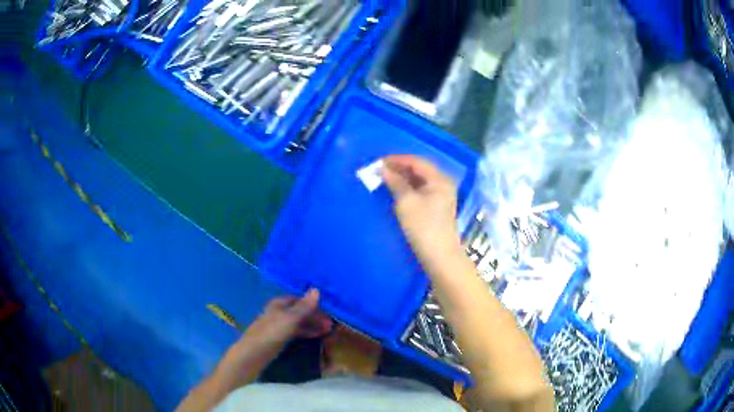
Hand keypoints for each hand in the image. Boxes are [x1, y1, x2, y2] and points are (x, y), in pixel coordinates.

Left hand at [242, 289, 332, 349]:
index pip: (299, 299)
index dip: (314, 304)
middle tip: (331, 324)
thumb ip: (304, 306)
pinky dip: (306, 332)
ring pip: (298, 322)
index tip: (329, 311)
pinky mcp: (277, 338)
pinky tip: (315, 337)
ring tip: (327, 331)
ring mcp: (277, 325)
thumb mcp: (291, 319)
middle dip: (315, 316)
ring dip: (312, 325)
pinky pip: (295, 332)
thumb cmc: (272, 333)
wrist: (254, 353)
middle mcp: (278, 312)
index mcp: (279, 304)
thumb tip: (316, 289)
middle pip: (299, 311)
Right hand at [382, 155, 462, 270]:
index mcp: (439, 179)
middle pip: (420, 169)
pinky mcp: (436, 207)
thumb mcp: (406, 202)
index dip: (397, 159)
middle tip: (380, 170)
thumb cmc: (423, 227)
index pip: (417, 161)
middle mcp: (443, 184)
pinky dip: (408, 188)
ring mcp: (441, 196)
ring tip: (385, 179)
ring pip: (419, 180)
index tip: (378, 161)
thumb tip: (383, 169)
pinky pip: (420, 190)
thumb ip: (395, 182)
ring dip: (403, 178)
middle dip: (399, 168)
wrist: (439, 256)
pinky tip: (396, 191)